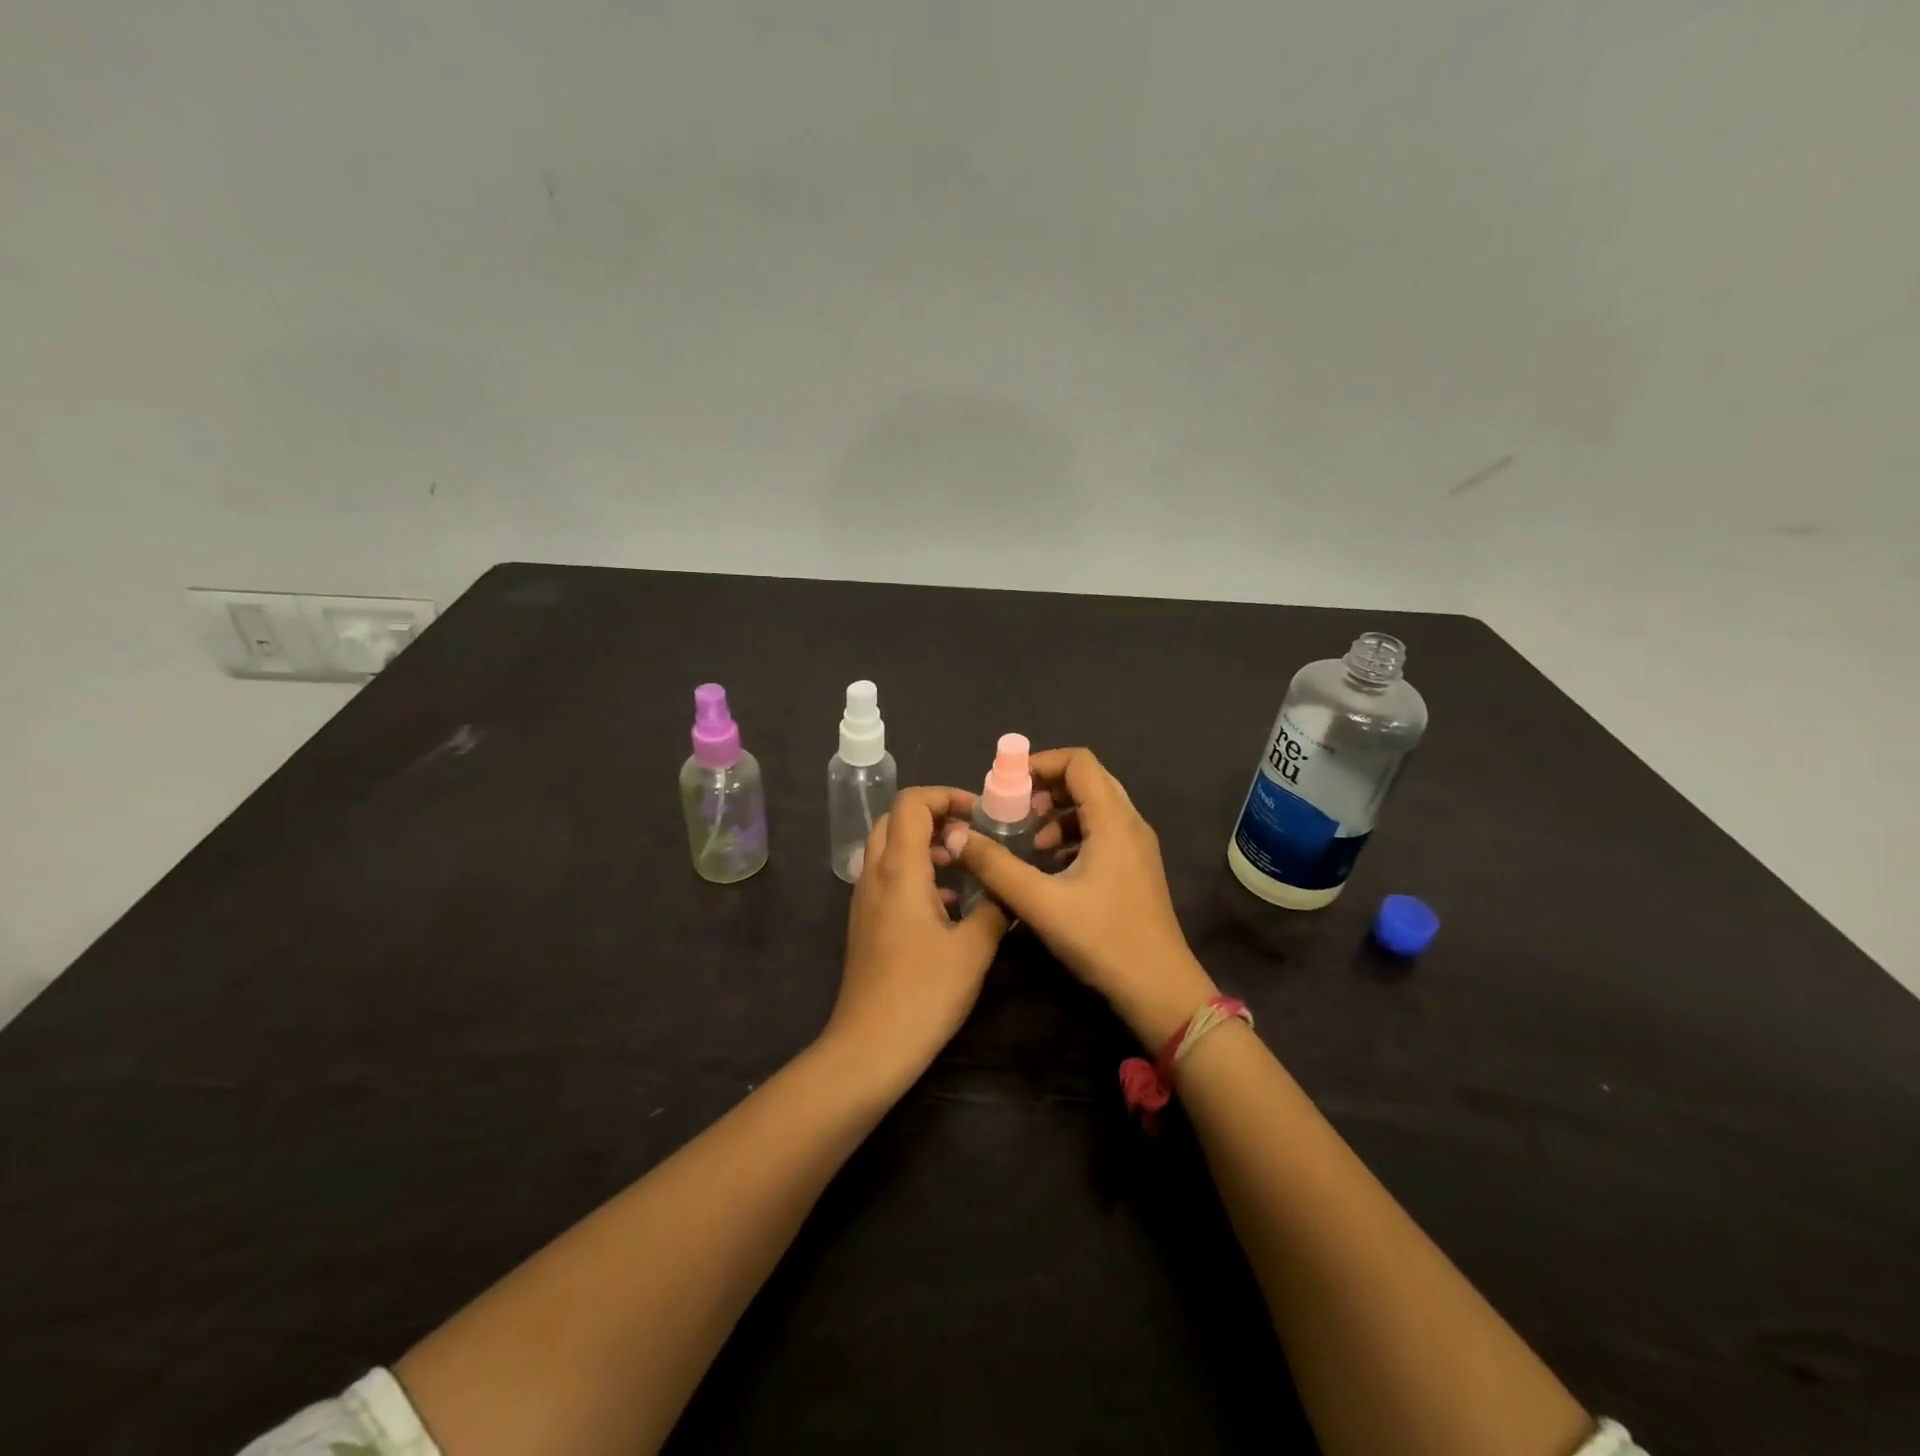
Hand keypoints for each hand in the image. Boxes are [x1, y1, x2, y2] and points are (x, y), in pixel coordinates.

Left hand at [826, 786, 1008, 1089]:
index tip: (979, 816)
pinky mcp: (865, 923)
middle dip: (934, 817)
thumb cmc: (924, 992)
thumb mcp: (974, 948)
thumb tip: (1007, 887)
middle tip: (970, 837)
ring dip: (924, 845)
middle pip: (895, 819)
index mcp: (899, 869)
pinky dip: (915, 872)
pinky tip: (946, 905)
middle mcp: (875, 875)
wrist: (870, 1046)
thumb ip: (995, 907)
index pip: (912, 802)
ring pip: (888, 848)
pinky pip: (887, 877)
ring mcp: (865, 900)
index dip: (946, 795)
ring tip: (963, 868)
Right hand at [947, 748, 1215, 1046]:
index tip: (1007, 787)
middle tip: (1015, 812)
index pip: (1079, 762)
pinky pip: (1102, 832)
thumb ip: (995, 865)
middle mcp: (1130, 824)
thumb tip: (956, 835)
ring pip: (1095, 807)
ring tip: (1031, 843)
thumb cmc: (1103, 940)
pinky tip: (1051, 867)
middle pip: (1087, 780)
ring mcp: (1137, 847)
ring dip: (1059, 814)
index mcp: (1114, 821)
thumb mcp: (1040, 902)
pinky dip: (1074, 835)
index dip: (1040, 763)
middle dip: (1046, 788)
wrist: (1159, 989)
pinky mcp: (1136, 868)